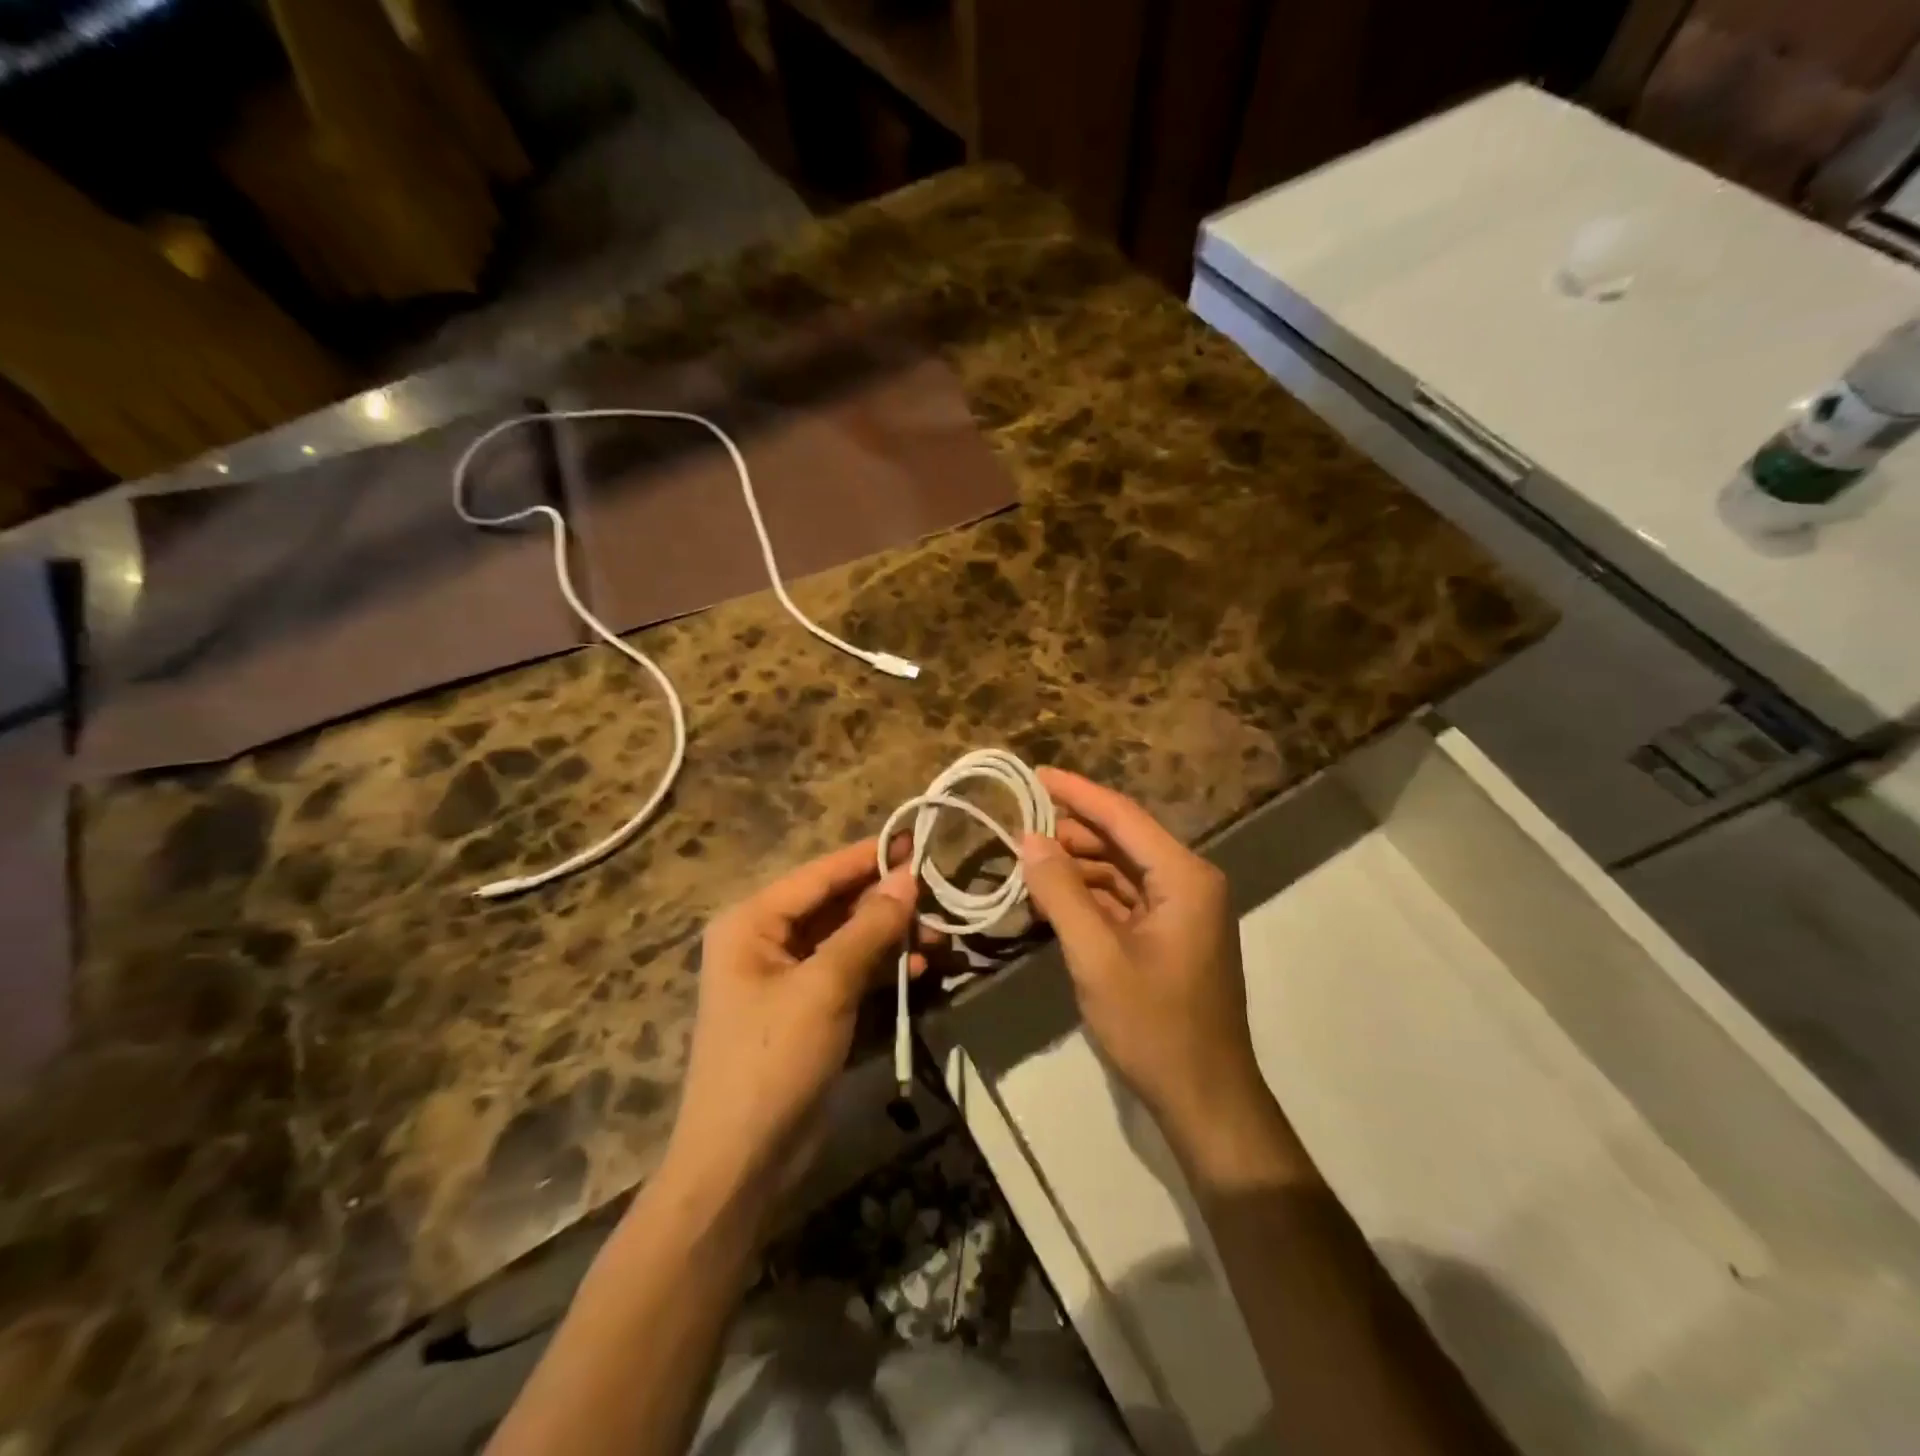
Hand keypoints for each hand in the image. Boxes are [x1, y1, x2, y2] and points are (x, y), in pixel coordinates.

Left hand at [663, 841, 917, 1213]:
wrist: (742, 1163)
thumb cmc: (773, 1060)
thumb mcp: (825, 987)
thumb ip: (868, 928)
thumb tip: (907, 878)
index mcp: (752, 923)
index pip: (819, 875)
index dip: (867, 857)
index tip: (915, 840)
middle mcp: (766, 941)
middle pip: (836, 907)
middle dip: (888, 904)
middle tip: (941, 895)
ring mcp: (788, 978)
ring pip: (849, 941)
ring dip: (892, 939)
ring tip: (942, 937)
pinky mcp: (808, 1011)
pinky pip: (850, 975)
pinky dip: (883, 971)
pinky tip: (922, 970)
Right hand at [1019, 769, 1270, 1163]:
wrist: (1205, 1099)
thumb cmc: (1154, 1025)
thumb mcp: (1097, 957)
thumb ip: (1061, 893)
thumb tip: (1029, 838)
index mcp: (1183, 877)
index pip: (1121, 815)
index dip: (1076, 792)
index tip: (1033, 774)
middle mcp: (1188, 882)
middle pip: (1121, 840)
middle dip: (1069, 833)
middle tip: (1016, 826)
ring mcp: (1181, 910)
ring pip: (1119, 871)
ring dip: (1075, 866)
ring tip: (1025, 862)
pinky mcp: (1169, 935)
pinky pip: (1124, 900)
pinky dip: (1088, 896)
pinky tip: (1051, 898)